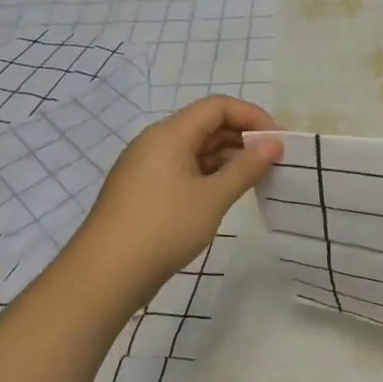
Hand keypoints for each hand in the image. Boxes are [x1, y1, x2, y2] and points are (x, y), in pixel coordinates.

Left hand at [68, 96, 283, 304]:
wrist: (105, 274)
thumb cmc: (164, 227)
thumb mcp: (213, 197)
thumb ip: (247, 167)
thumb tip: (274, 143)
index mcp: (170, 134)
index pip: (218, 107)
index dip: (252, 115)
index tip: (278, 139)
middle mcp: (155, 142)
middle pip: (206, 124)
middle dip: (242, 136)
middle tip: (272, 160)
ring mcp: (146, 167)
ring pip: (195, 148)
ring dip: (227, 157)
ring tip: (255, 178)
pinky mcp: (143, 190)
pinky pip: (183, 168)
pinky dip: (209, 173)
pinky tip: (226, 193)